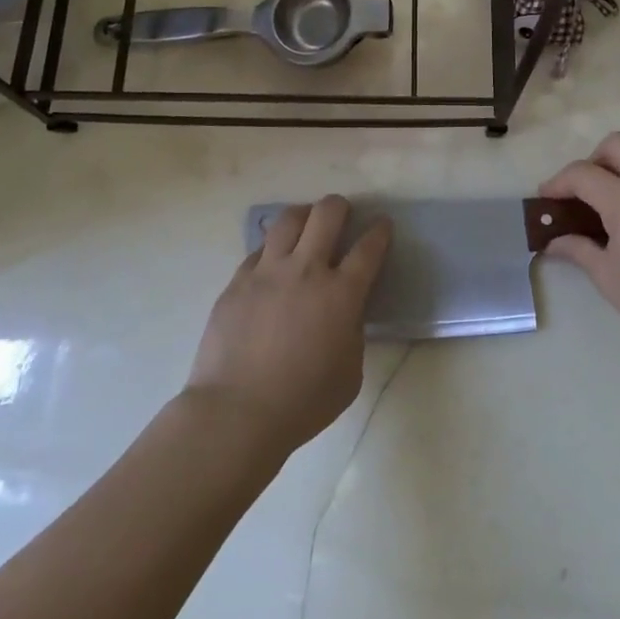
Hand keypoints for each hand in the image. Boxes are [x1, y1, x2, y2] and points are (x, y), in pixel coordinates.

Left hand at [184, 196, 391, 453]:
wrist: (237, 412)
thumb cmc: (303, 402)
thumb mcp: (350, 372)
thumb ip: (353, 333)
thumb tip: (345, 313)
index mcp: (341, 294)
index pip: (368, 248)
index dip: (380, 232)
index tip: (382, 225)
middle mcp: (306, 270)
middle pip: (327, 214)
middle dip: (340, 207)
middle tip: (342, 214)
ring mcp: (267, 272)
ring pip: (288, 219)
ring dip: (304, 215)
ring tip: (307, 223)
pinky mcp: (237, 281)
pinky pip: (259, 250)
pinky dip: (272, 248)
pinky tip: (273, 261)